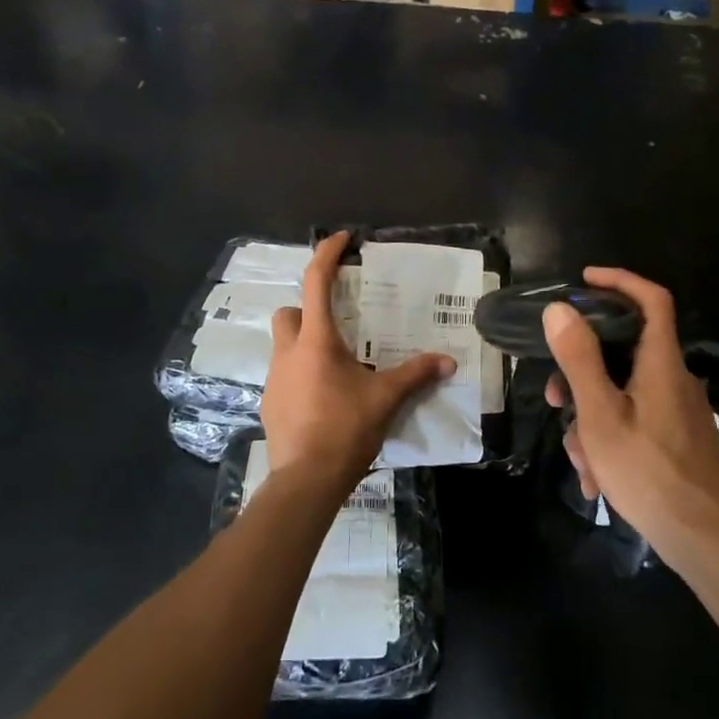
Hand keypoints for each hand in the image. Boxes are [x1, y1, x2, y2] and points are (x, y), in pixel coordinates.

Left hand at [261, 233, 455, 495]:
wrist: (306, 480)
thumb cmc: (345, 428)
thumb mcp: (386, 398)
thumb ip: (416, 374)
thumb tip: (448, 361)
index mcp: (316, 341)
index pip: (315, 283)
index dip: (327, 255)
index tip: (341, 239)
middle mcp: (288, 352)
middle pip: (289, 313)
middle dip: (307, 310)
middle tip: (338, 324)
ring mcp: (274, 379)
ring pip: (284, 346)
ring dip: (305, 345)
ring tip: (337, 365)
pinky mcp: (269, 404)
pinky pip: (284, 376)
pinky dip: (301, 375)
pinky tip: (324, 397)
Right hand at [545, 268, 718, 567]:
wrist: (708, 541)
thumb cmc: (650, 472)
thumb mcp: (601, 415)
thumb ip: (580, 360)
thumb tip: (559, 309)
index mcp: (661, 363)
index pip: (651, 299)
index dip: (619, 280)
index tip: (583, 281)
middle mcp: (674, 379)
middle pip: (625, 353)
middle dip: (584, 373)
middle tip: (556, 398)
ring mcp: (678, 411)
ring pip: (624, 394)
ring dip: (593, 419)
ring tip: (580, 460)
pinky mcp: (679, 439)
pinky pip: (636, 422)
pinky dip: (612, 440)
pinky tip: (598, 480)